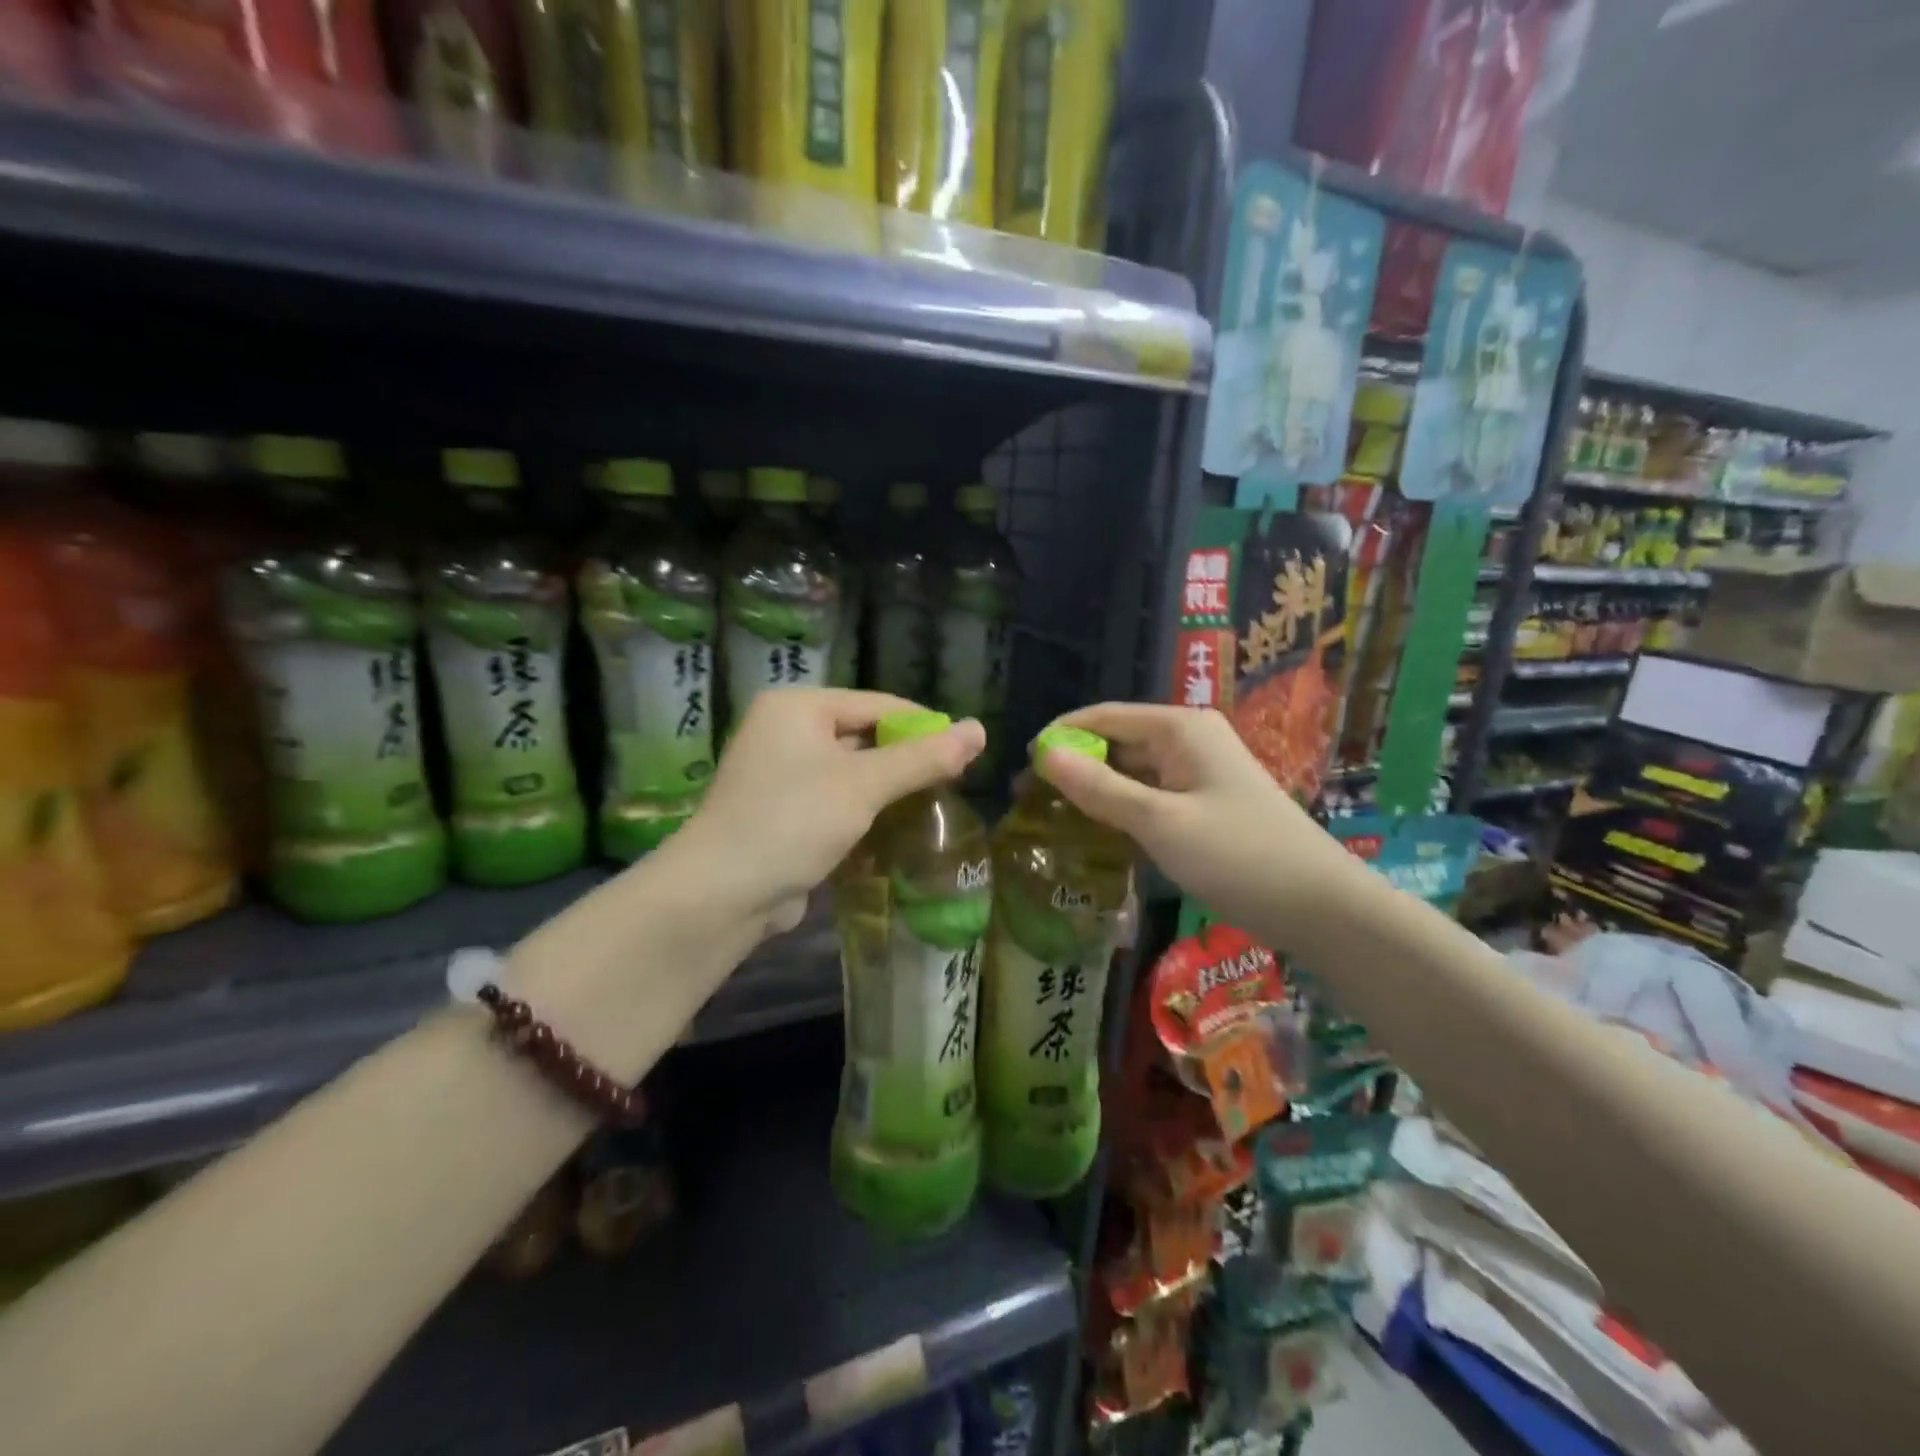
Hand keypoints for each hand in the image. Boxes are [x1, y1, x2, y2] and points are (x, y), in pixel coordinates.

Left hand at [669, 688, 984, 937]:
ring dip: (887, 788)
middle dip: (906, 759)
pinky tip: (895, 827)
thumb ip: (923, 757)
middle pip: (864, 735)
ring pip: (851, 771)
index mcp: (798, 707)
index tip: (967, 752)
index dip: (925, 725)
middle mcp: (785, 731)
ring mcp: (780, 773)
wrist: (720, 894)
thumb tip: (980, 729)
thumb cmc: (793, 821)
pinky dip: (863, 810)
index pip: (878, 704)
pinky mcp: (781, 811)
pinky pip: (834, 799)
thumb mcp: (864, 785)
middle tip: (954, 783)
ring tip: (933, 804)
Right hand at [1035, 703, 1344, 936]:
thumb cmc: (1238, 855)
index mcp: (1180, 728)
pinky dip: (1122, 810)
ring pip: (1133, 772)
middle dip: (1075, 766)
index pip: (1104, 717)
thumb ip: (1099, 789)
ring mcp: (1199, 773)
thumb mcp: (1159, 821)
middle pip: (1117, 742)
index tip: (1021, 766)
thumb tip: (1044, 754)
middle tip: (1031, 801)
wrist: (1320, 906)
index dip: (1060, 735)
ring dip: (1096, 791)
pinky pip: (1151, 796)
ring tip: (1053, 818)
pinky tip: (1097, 833)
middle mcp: (1188, 740)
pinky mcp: (1204, 804)